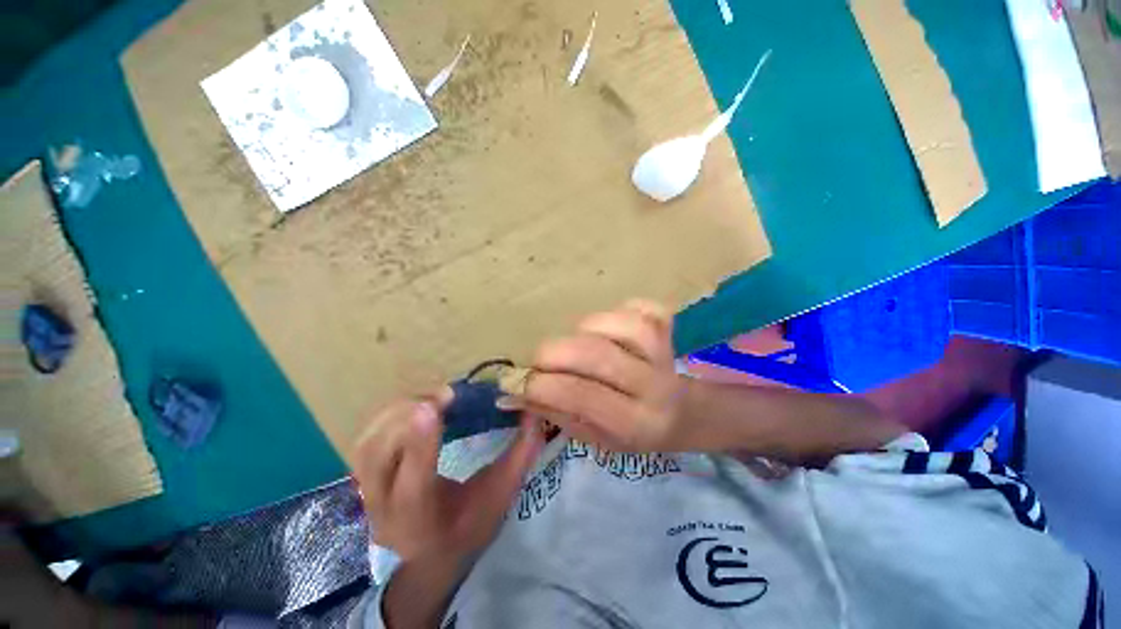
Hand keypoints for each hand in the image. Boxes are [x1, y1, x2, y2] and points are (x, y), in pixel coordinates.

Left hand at [352, 391, 543, 564]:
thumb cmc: (470, 525)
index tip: (435, 406)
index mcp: (423, 522)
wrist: (431, 553)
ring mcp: (368, 493)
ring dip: (399, 412)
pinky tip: (416, 405)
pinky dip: (390, 415)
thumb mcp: (501, 494)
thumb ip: (520, 454)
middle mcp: (385, 510)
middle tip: (444, 395)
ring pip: (368, 445)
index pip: (413, 485)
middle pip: (379, 459)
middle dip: (409, 418)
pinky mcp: (364, 477)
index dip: (421, 443)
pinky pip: (367, 438)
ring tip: (432, 398)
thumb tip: (535, 412)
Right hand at [521, 300, 693, 451]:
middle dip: (554, 353)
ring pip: (616, 325)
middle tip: (543, 359)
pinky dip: (619, 310)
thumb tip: (515, 392)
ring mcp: (663, 353)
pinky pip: (640, 308)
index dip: (542, 385)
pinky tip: (613, 326)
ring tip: (581, 342)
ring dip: (585, 329)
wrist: (681, 414)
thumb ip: (556, 413)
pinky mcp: (668, 329)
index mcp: (634, 423)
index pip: (581, 396)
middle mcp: (653, 386)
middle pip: (597, 355)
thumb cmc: (631, 430)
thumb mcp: (593, 437)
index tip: (520, 381)